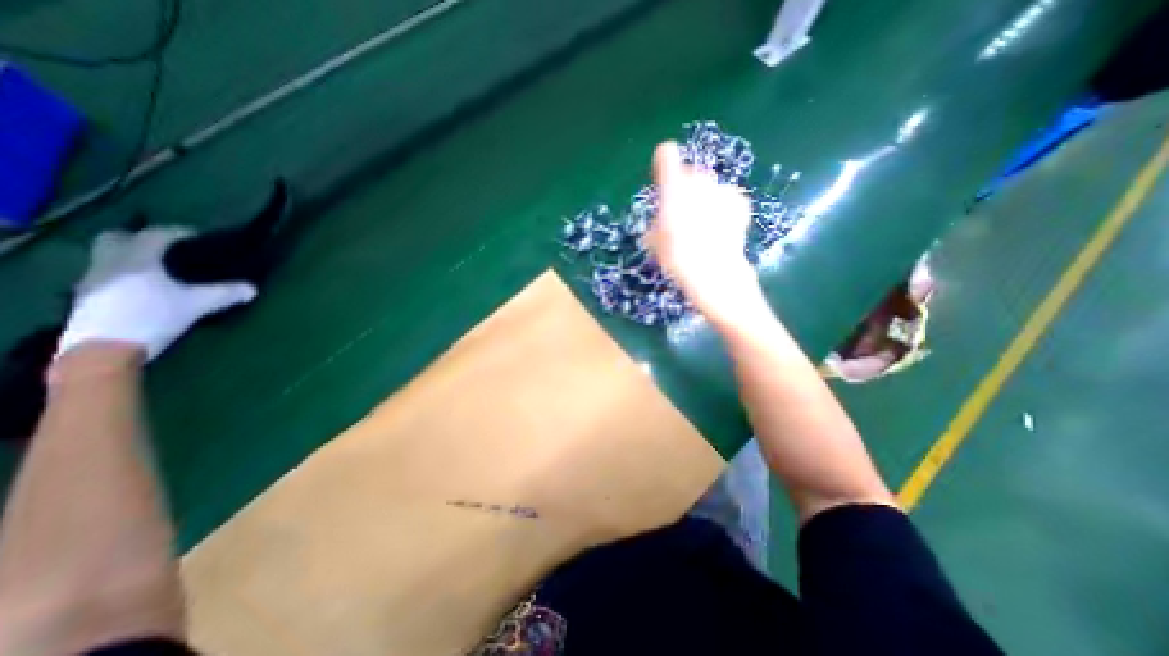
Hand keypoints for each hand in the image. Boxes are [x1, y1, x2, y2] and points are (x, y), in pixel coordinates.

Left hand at [57, 227, 256, 359]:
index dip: (178, 232)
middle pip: (117, 238)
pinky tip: (143, 289)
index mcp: (136, 258)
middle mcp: (109, 262)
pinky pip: (107, 275)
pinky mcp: (87, 297)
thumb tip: (253, 289)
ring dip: (132, 258)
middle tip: (168, 249)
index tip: (199, 237)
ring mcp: (92, 280)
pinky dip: (125, 275)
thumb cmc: (153, 317)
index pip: (156, 235)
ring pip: (109, 257)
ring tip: (159, 271)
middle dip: (140, 239)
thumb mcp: (198, 305)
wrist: (104, 349)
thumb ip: (226, 294)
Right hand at [642, 144, 764, 326]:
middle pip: (690, 172)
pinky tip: (719, 226)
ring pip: (709, 185)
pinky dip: (722, 206)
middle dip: (685, 188)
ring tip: (702, 224)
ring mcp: (722, 190)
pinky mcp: (739, 202)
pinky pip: (726, 197)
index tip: (662, 173)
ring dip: (704, 197)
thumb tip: (658, 225)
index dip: (664, 162)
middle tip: (681, 213)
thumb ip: (656, 226)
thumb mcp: (656, 244)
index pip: (667, 155)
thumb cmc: (679, 259)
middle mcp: (699, 182)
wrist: (715, 273)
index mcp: (673, 189)